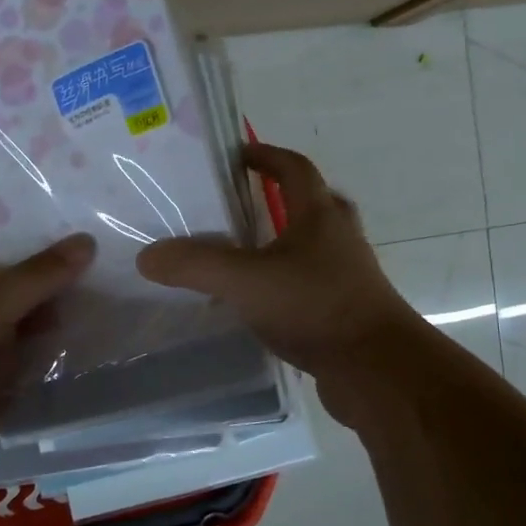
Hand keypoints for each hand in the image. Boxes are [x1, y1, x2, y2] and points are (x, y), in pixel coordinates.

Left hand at [0, 234, 96, 488]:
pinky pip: (34, 354)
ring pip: (27, 318)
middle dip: (49, 268)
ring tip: (107, 281)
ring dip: (58, 308)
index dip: (18, 228)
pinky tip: (93, 329)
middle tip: (99, 243)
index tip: (60, 213)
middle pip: (13, 280)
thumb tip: (87, 240)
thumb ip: (40, 274)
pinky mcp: (0, 378)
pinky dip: (56, 345)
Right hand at [136, 144, 425, 383]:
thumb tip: (147, 256)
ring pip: (313, 247)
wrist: (377, 371)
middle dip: (279, 198)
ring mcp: (348, 276)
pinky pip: (312, 285)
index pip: (294, 168)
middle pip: (312, 204)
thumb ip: (195, 265)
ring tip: (243, 256)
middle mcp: (339, 238)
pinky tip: (260, 304)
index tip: (238, 155)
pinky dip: (287, 284)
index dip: (266, 156)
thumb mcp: (244, 281)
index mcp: (319, 216)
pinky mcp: (347, 311)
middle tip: (242, 205)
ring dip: (284, 244)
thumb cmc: (315, 307)